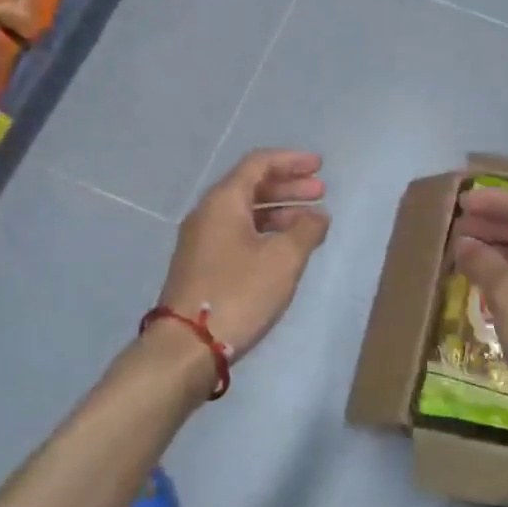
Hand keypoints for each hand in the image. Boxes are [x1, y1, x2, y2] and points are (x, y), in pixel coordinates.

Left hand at [157, 149, 330, 360]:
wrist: (186, 345)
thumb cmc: (238, 294)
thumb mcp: (283, 260)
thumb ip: (305, 231)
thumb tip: (318, 216)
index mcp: (223, 201)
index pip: (258, 164)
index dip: (291, 161)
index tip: (320, 166)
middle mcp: (208, 214)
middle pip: (251, 186)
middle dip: (288, 186)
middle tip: (320, 192)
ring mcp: (201, 241)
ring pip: (245, 213)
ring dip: (278, 211)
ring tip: (310, 222)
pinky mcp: (202, 265)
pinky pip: (238, 234)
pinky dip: (265, 232)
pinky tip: (285, 249)